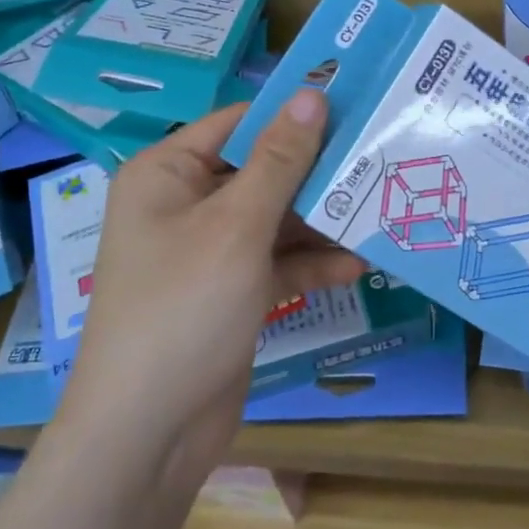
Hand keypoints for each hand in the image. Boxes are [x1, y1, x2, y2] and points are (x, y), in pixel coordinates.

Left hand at [63, 91, 364, 471]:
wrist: (149, 434)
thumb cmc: (184, 308)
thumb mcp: (237, 226)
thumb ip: (279, 160)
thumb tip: (312, 94)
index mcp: (167, 173)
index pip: (239, 123)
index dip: (293, 114)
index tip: (354, 106)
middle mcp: (185, 204)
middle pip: (262, 170)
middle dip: (316, 173)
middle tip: (379, 158)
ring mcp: (209, 250)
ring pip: (275, 218)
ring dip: (321, 221)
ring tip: (380, 210)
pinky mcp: (231, 291)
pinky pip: (276, 261)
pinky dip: (310, 263)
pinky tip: (356, 265)